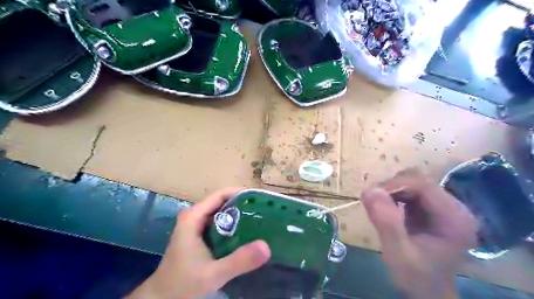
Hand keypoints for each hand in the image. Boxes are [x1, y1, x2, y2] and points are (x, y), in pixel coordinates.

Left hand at [127, 188, 271, 297]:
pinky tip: (248, 234)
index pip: (221, 194)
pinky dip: (234, 226)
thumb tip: (266, 246)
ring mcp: (197, 226)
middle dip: (244, 205)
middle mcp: (195, 216)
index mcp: (194, 216)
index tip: (261, 200)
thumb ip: (239, 260)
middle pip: (223, 202)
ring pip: (222, 213)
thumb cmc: (183, 284)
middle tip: (265, 211)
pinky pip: (220, 224)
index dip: (241, 193)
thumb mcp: (213, 274)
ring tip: (261, 220)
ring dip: (240, 215)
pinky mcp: (200, 235)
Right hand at [361, 169, 477, 298]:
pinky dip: (395, 195)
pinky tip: (388, 208)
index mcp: (455, 219)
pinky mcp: (432, 209)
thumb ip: (386, 222)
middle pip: (419, 181)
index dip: (395, 185)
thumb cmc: (416, 277)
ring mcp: (444, 207)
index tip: (372, 195)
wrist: (426, 291)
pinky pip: (411, 192)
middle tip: (373, 202)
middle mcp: (455, 208)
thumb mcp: (398, 253)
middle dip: (392, 188)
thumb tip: (369, 190)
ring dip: (392, 191)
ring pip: (413, 183)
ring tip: (378, 206)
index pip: (424, 186)